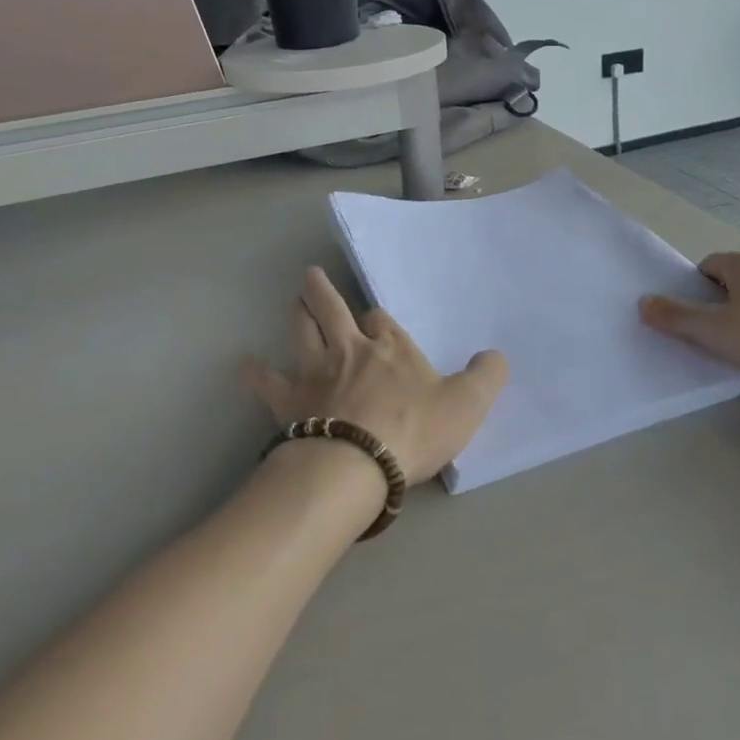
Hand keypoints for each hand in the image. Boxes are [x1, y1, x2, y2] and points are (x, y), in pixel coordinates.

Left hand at [241, 267, 508, 484]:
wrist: (358, 463)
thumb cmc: (414, 430)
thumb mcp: (468, 403)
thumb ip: (487, 376)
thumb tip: (497, 356)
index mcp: (392, 348)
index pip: (382, 320)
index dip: (378, 320)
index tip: (377, 322)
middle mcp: (350, 351)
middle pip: (333, 312)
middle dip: (324, 293)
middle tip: (310, 276)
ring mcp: (316, 374)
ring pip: (302, 333)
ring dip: (297, 315)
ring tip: (292, 299)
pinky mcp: (291, 404)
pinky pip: (269, 384)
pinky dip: (256, 374)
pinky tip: (243, 367)